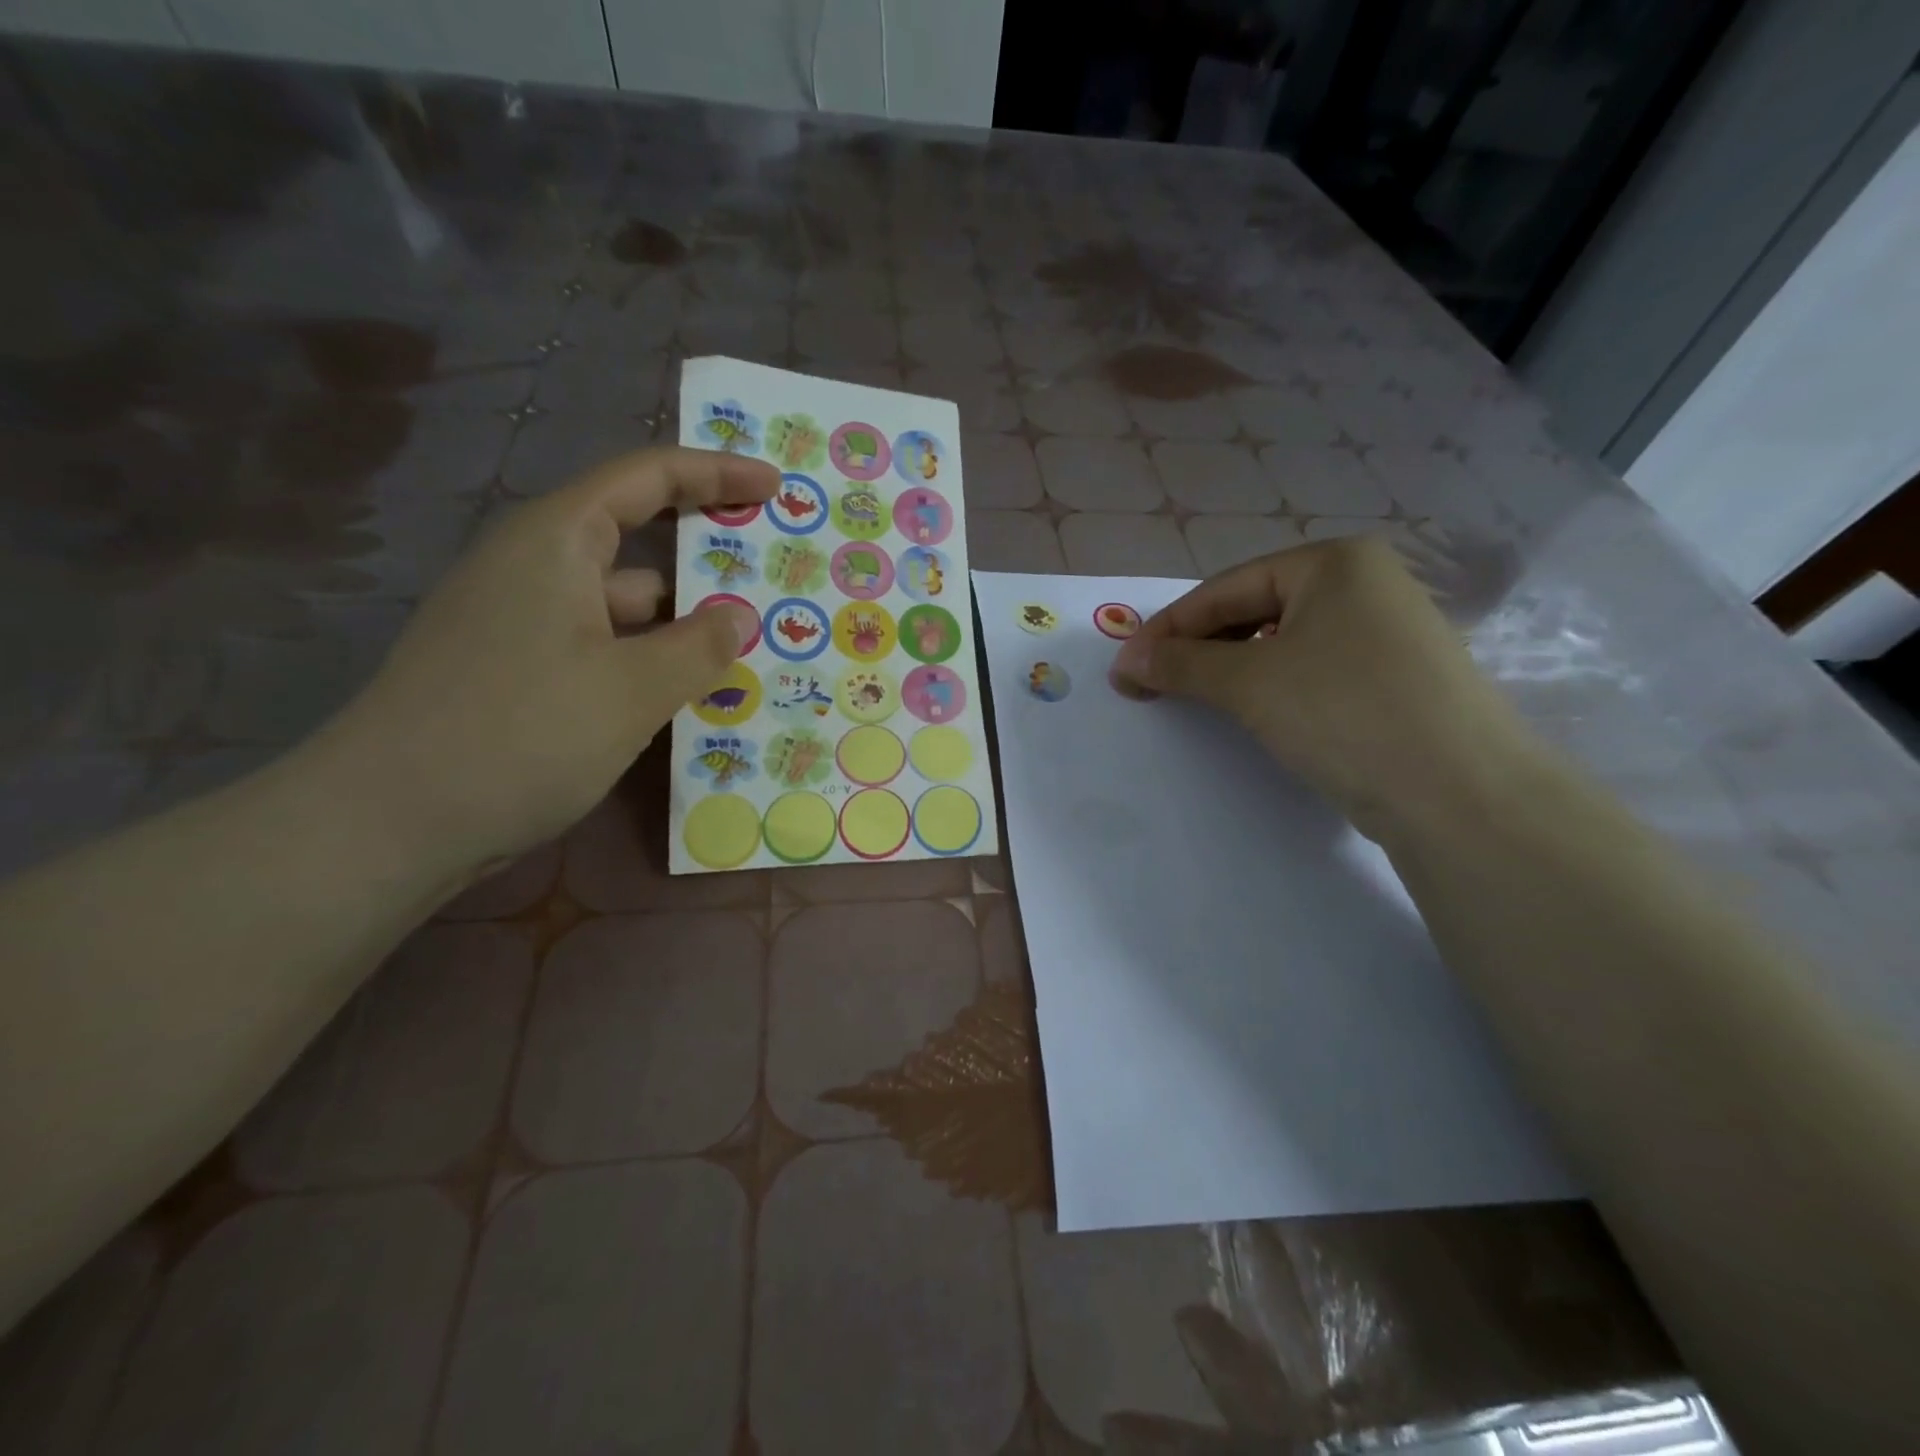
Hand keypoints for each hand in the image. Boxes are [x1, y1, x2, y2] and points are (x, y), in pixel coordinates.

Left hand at [321, 446, 774, 875]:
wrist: (387, 823)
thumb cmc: (521, 734)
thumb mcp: (633, 689)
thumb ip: (700, 646)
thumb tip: (741, 616)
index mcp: (557, 541)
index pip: (648, 477)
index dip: (716, 472)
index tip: (775, 486)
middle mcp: (535, 567)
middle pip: (636, 537)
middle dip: (707, 552)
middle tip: (775, 571)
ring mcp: (522, 622)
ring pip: (623, 604)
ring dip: (682, 620)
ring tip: (752, 646)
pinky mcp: (517, 671)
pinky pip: (602, 646)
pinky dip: (649, 659)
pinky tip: (690, 694)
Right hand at [1109, 537, 1534, 840]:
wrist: (1460, 794)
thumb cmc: (1345, 712)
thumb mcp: (1250, 683)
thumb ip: (1181, 664)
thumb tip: (1126, 661)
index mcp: (1335, 562)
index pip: (1227, 588)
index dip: (1169, 628)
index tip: (1126, 666)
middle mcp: (1365, 584)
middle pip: (1255, 610)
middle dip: (1200, 647)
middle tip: (1155, 684)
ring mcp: (1386, 632)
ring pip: (1284, 642)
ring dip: (1231, 668)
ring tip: (1197, 698)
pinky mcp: (1395, 678)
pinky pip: (1313, 669)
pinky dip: (1272, 686)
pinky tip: (1255, 711)